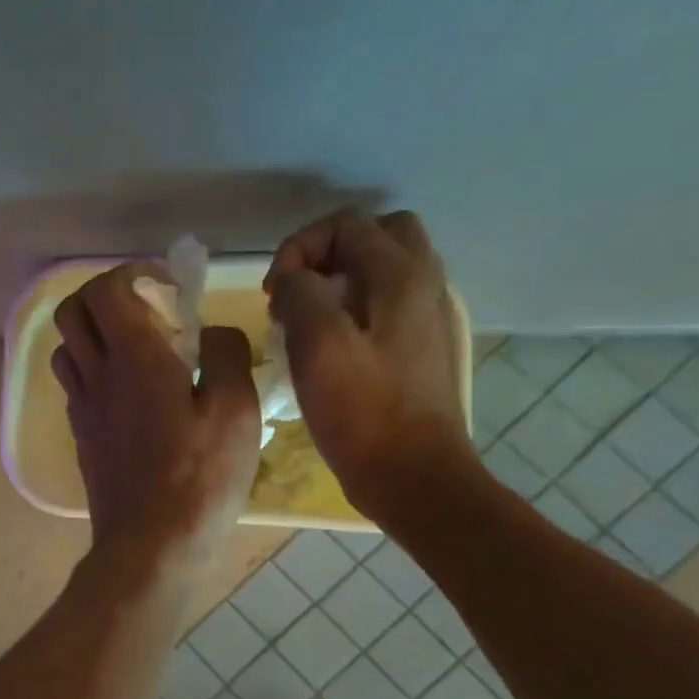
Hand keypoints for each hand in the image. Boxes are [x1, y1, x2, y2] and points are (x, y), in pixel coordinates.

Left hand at [52, 265, 262, 579]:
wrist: (150, 546)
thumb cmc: (199, 478)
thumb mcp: (236, 411)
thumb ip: (225, 356)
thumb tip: (213, 332)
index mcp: (133, 359)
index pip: (106, 290)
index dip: (133, 274)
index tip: (167, 285)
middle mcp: (96, 376)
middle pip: (72, 312)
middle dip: (104, 295)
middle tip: (146, 308)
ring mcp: (82, 408)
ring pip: (67, 348)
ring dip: (95, 334)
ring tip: (137, 348)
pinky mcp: (82, 437)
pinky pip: (76, 386)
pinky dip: (95, 371)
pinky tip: (131, 393)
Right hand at [264, 210, 476, 516]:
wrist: (411, 474)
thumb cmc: (362, 411)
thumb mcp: (318, 344)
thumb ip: (300, 292)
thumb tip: (291, 281)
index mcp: (401, 276)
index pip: (345, 224)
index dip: (298, 248)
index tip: (274, 294)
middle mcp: (422, 284)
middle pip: (376, 234)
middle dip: (325, 252)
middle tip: (295, 291)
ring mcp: (424, 316)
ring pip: (380, 269)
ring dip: (337, 280)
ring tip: (303, 319)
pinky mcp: (417, 347)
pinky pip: (382, 302)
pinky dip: (350, 306)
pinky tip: (325, 344)